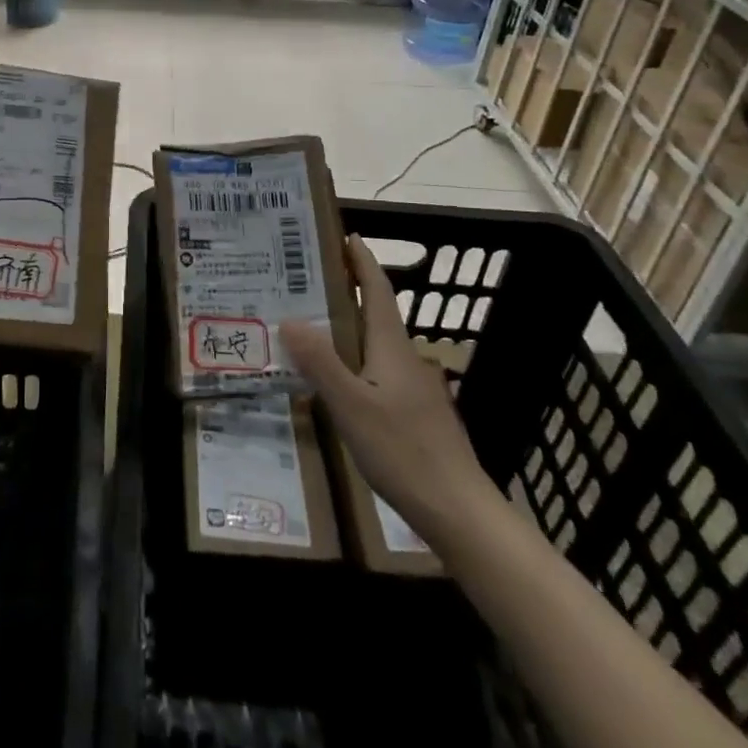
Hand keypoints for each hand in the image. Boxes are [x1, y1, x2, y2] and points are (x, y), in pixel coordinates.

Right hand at [282, 235, 490, 538]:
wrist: (457, 510)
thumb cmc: (403, 450)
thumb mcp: (351, 405)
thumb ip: (321, 362)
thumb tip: (290, 318)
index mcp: (392, 347)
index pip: (378, 292)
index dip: (363, 264)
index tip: (349, 237)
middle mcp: (406, 360)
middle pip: (377, 315)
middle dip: (350, 293)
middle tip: (311, 281)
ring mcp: (414, 389)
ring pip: (376, 346)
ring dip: (350, 328)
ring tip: (313, 326)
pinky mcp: (415, 415)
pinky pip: (378, 371)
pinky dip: (356, 360)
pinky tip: (337, 380)